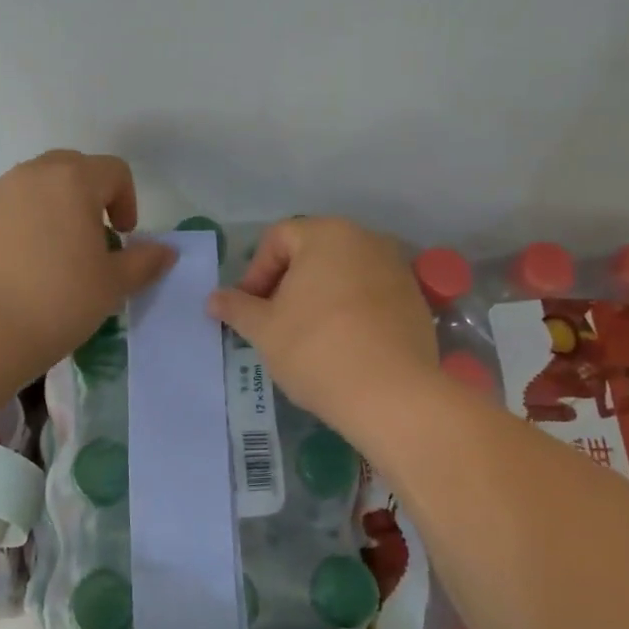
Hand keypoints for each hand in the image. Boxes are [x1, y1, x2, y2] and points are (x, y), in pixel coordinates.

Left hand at [0, 151, 174, 371]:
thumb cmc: (61, 302)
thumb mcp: (114, 284)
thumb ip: (145, 260)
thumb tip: (166, 251)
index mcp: (73, 181)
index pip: (113, 171)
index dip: (126, 200)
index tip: (122, 236)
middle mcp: (32, 174)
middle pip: (71, 167)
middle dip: (88, 195)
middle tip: (90, 237)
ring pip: (33, 185)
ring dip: (50, 206)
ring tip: (51, 251)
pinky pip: (3, 206)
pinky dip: (17, 221)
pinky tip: (16, 263)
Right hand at [207, 217, 437, 430]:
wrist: (392, 394)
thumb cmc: (316, 349)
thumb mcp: (264, 330)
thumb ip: (237, 308)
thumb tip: (213, 298)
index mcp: (327, 234)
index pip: (278, 238)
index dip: (255, 272)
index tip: (249, 309)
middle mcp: (366, 239)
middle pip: (313, 252)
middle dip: (287, 283)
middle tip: (273, 321)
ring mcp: (397, 268)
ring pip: (343, 273)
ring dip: (319, 296)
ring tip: (306, 335)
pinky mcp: (415, 299)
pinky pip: (370, 294)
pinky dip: (350, 310)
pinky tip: (342, 344)